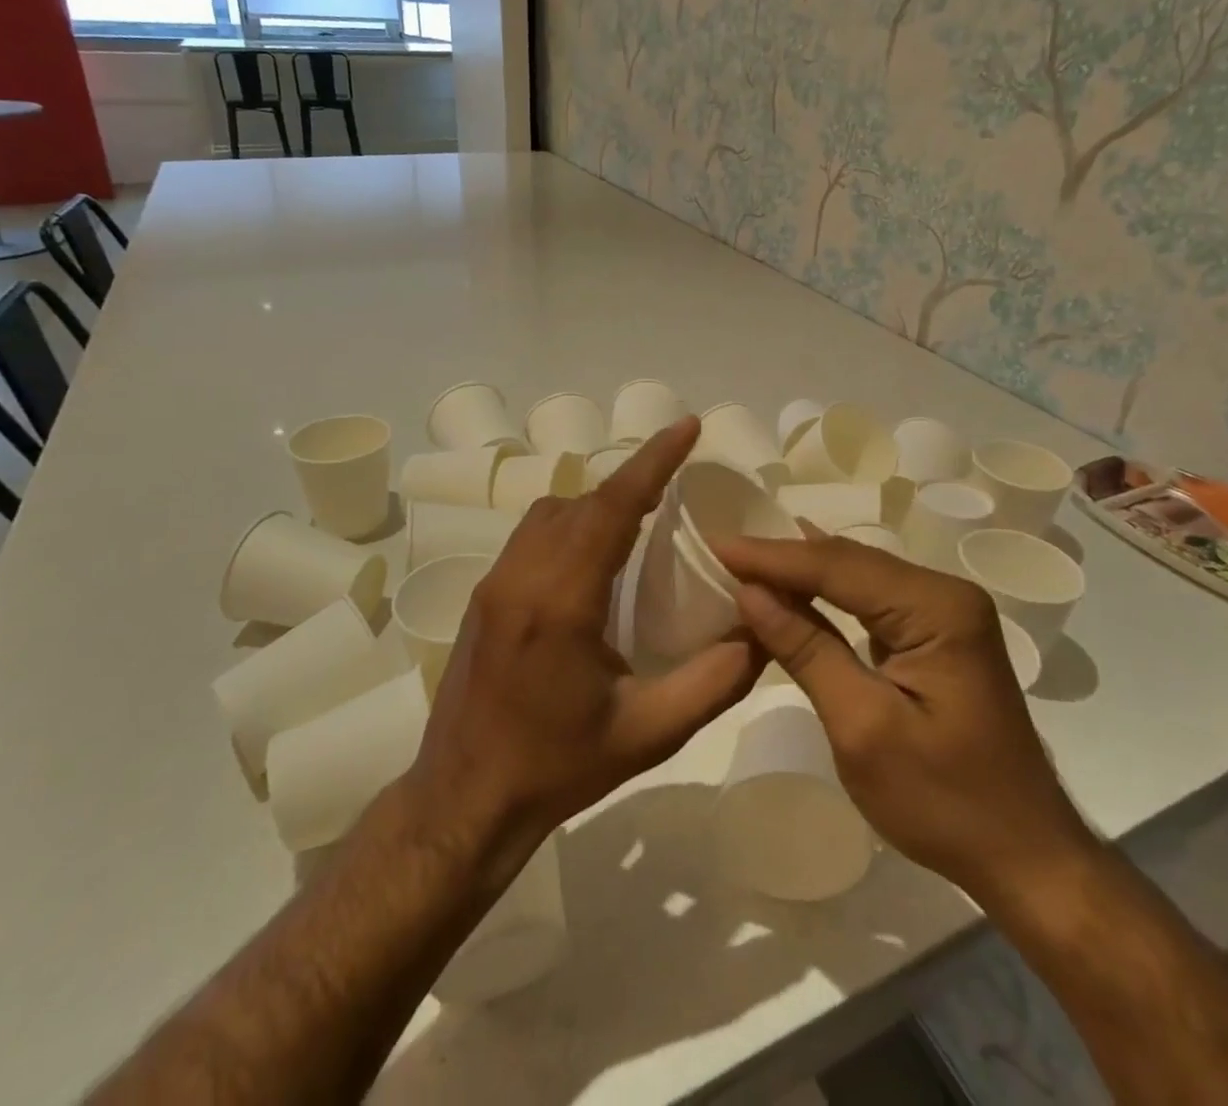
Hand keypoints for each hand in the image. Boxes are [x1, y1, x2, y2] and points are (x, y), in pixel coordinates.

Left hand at [408, 417, 761, 877]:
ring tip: (643, 519)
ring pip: (552, 512)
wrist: (464, 802)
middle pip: (583, 501)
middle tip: (680, 481)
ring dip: (599, 503)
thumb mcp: (649, 733)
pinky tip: (597, 558)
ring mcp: (495, 582)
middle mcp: (521, 576)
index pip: (612, 507)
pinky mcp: (484, 595)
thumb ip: (714, 681)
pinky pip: (534, 534)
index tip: (688, 427)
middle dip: (633, 480)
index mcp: (561, 601)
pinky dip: (572, 523)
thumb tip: (763, 632)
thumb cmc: (557, 768)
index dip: (653, 460)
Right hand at [712, 533, 1095, 913]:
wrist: (1025, 857)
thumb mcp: (862, 728)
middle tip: (720, 551)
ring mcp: (945, 612)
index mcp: (937, 609)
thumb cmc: (944, 802)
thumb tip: (750, 591)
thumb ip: (806, 650)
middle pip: (850, 562)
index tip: (715, 545)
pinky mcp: (937, 634)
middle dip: (783, 558)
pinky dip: (826, 594)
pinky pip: (871, 599)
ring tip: (743, 560)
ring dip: (801, 572)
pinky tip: (795, 580)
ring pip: (859, 576)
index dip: (772, 557)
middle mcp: (945, 594)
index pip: (838, 566)